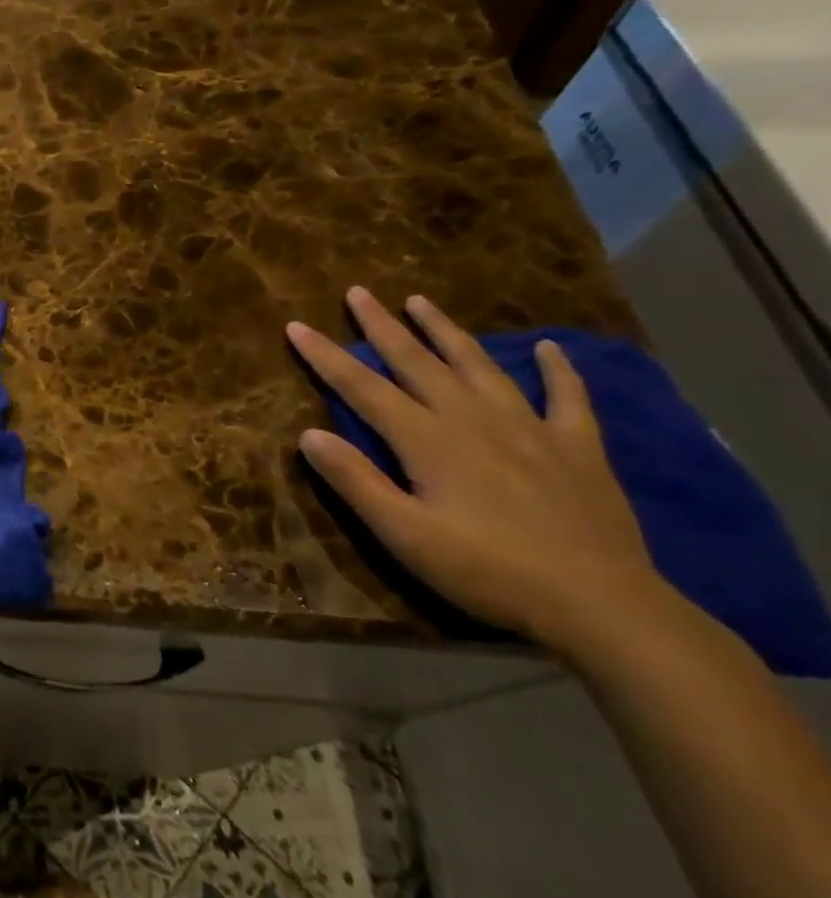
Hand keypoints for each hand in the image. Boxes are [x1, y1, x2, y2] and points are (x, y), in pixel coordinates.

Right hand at [287, 288, 666, 654]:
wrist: (601, 605)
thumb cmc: (487, 572)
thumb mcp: (404, 535)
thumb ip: (355, 481)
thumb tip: (308, 433)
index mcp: (427, 440)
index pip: (362, 387)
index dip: (326, 356)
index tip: (296, 326)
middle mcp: (473, 419)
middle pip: (417, 362)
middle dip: (382, 326)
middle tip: (358, 292)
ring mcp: (529, 428)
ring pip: (479, 366)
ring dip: (447, 331)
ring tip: (421, 301)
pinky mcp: (577, 448)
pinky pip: (567, 397)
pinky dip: (559, 370)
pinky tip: (551, 348)